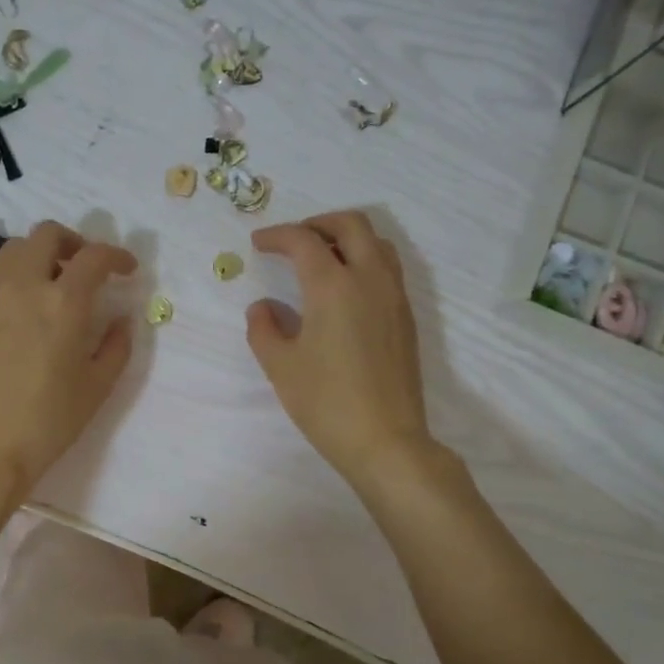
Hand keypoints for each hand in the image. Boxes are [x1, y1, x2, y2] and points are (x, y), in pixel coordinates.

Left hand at [0, 221, 136, 506]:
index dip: (116, 255)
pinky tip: (24, 314)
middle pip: (46, 235)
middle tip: (85, 268)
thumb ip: (116, 346)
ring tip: (52, 286)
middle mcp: (24, 287)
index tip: (125, 269)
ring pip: (14, 251)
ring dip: (40, 256)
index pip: (93, 256)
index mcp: (64, 303)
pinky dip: (16, 280)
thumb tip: (121, 319)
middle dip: (73, 242)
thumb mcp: (97, 388)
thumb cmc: (48, 422)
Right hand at [246, 211, 433, 487]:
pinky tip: (345, 290)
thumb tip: (263, 307)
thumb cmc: (326, 402)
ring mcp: (394, 297)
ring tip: (321, 258)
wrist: (385, 440)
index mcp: (333, 286)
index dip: (278, 236)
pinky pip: (387, 269)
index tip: (258, 243)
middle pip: (351, 225)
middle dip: (318, 223)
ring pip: (377, 243)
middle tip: (293, 240)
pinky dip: (364, 260)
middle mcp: (369, 280)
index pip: (304, 241)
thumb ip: (264, 328)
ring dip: (347, 238)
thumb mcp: (280, 366)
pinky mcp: (406, 318)